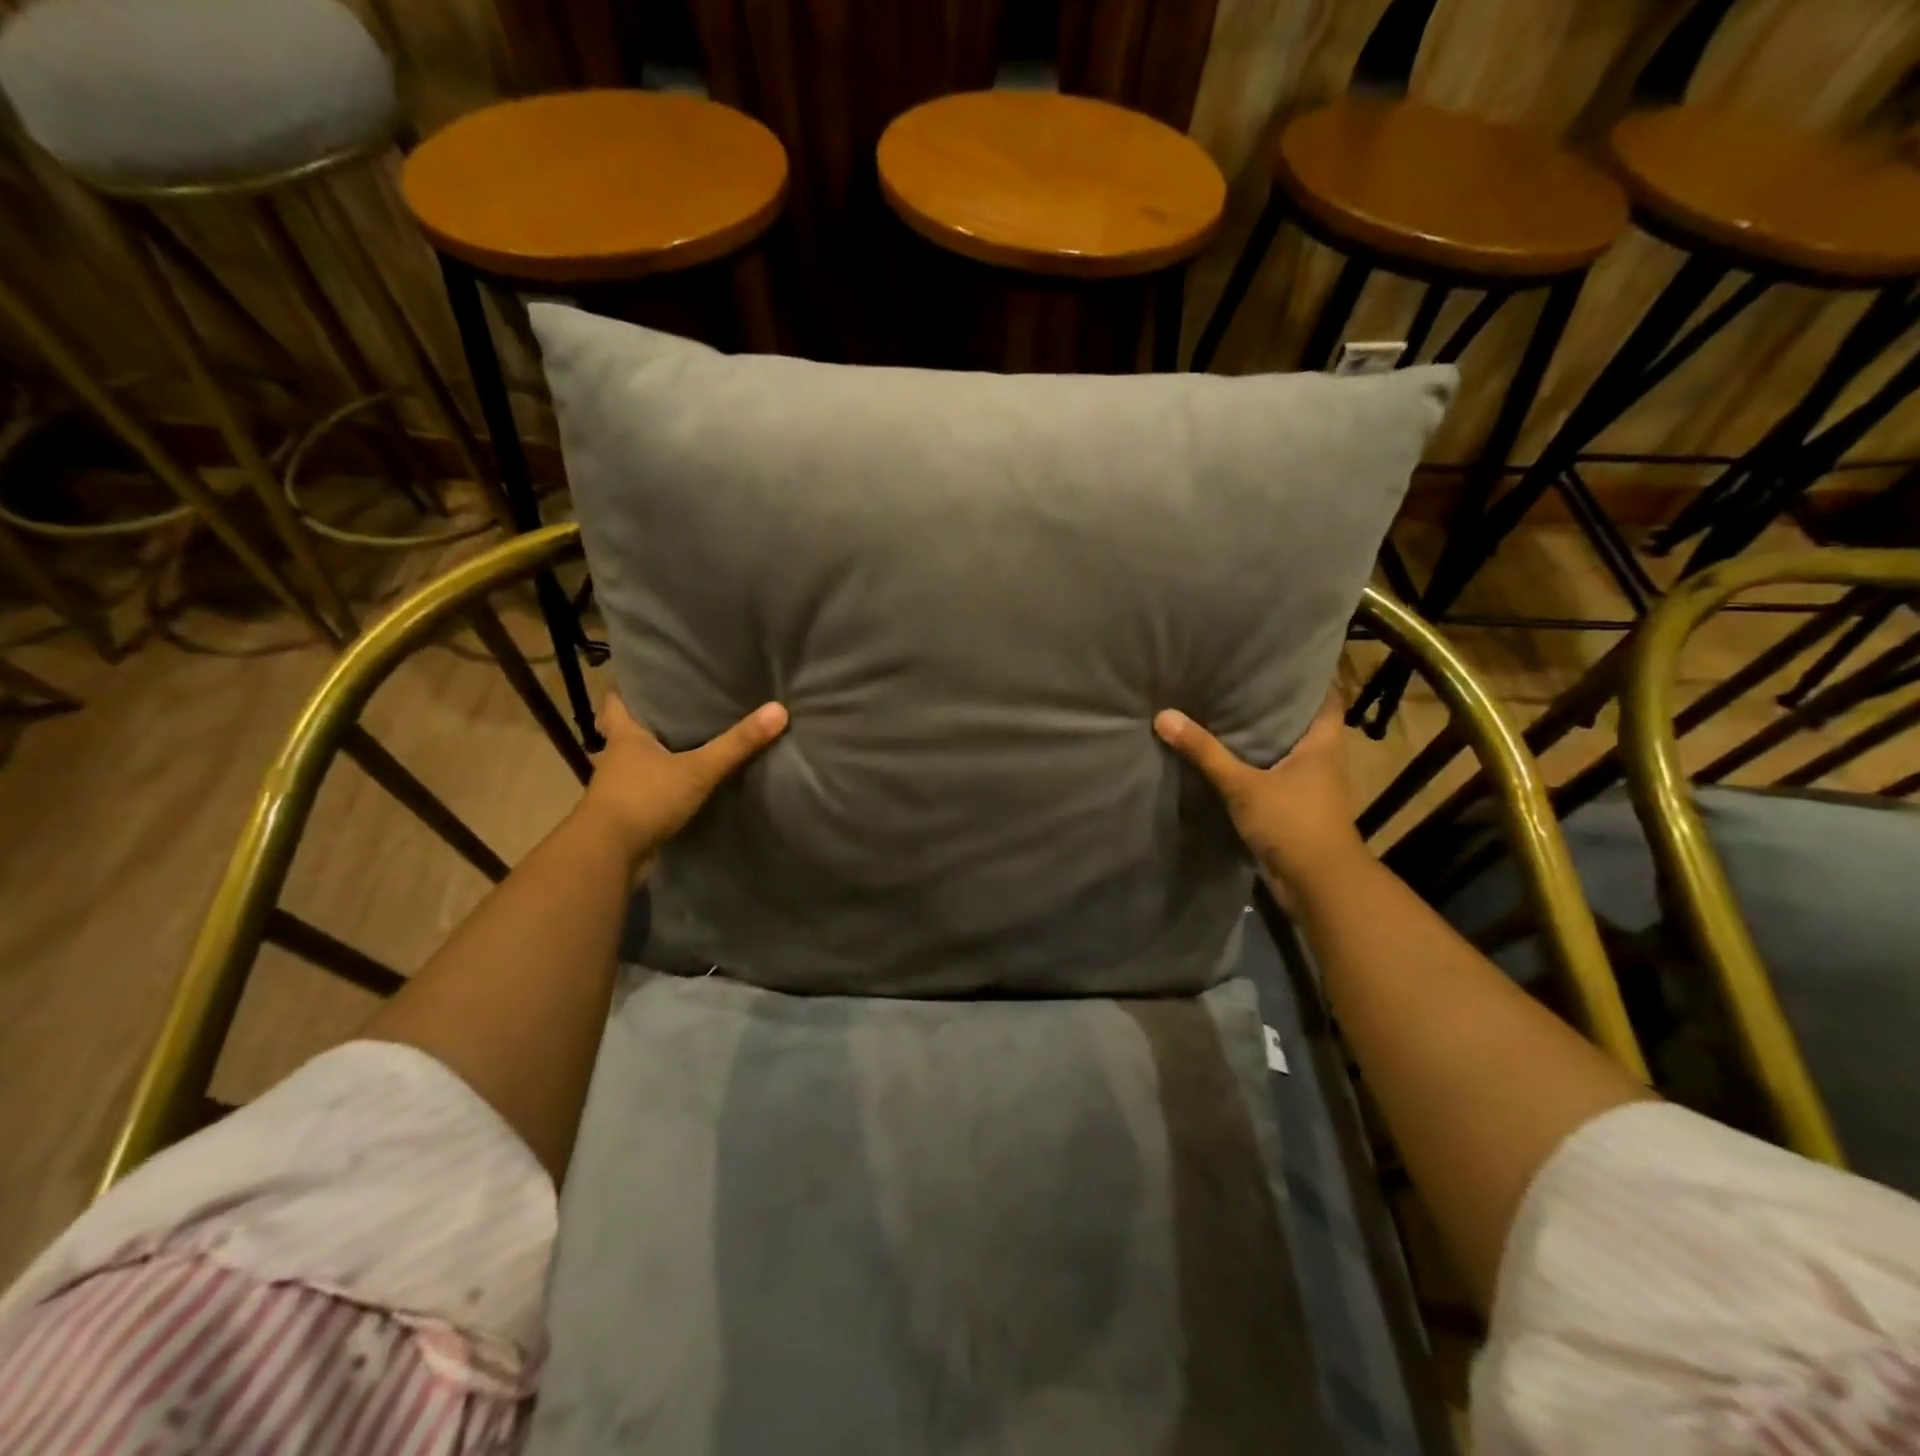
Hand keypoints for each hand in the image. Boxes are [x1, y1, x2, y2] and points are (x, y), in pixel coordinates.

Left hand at [578, 693, 787, 867]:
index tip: (650, 678)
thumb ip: (737, 743)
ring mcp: (621, 787)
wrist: (609, 855)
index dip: (629, 688)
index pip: (616, 700)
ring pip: (640, 762)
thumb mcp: (698, 769)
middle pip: (629, 730)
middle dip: (652, 720)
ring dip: (659, 755)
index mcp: (625, 735)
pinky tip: (688, 784)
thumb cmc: (645, 798)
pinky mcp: (629, 814)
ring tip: (693, 742)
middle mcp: (617, 757)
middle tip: (684, 707)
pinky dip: (665, 785)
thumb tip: (779, 709)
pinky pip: (650, 790)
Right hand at [1154, 692, 1366, 892]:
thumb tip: (1164, 716)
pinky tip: (1226, 759)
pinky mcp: (1295, 809)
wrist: (1318, 884)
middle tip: (1235, 681)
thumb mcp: (1243, 785)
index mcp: (1323, 743)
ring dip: (1261, 738)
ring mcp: (1311, 786)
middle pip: (1301, 722)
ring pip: (1285, 751)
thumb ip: (1205, 753)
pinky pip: (1273, 776)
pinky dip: (1254, 766)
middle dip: (1272, 706)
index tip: (1275, 661)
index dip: (1305, 677)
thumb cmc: (1293, 823)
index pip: (1325, 696)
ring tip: (1224, 713)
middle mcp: (1323, 759)